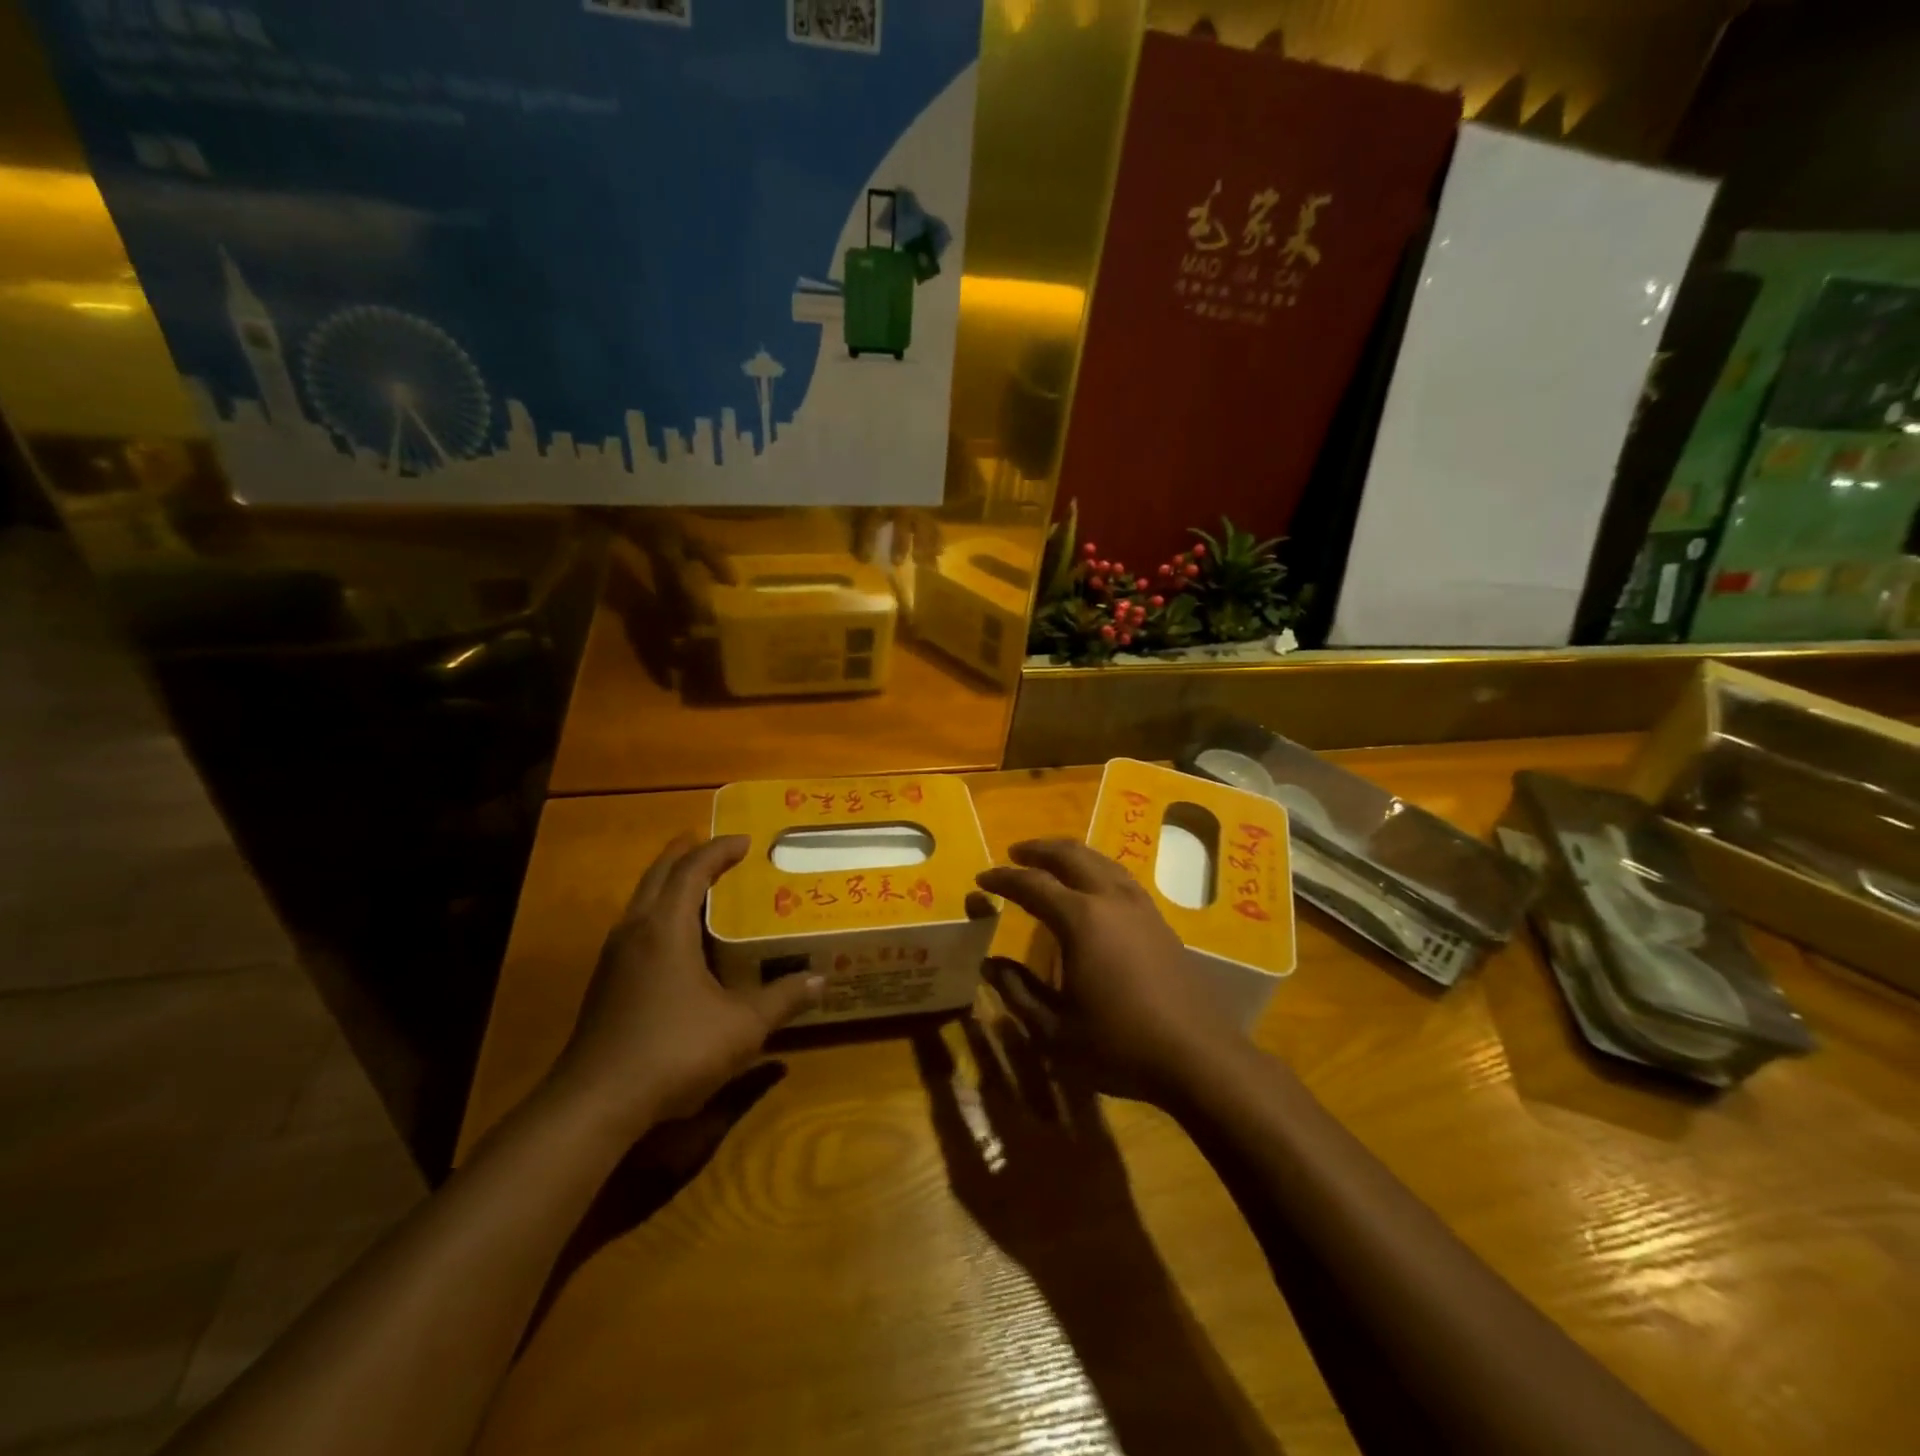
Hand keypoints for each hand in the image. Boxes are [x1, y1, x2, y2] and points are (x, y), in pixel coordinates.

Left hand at [550, 833, 820, 1136]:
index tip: (746, 842)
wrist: (594, 1104)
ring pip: (642, 901)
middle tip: (719, 850)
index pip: (692, 870)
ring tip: (702, 888)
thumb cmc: (674, 1050)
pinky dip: (660, 914)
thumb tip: (820, 980)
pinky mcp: (606, 984)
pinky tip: (679, 942)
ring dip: (670, 884)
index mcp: (665, 928)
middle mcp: (635, 931)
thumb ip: (782, 999)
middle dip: (688, 855)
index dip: (719, 850)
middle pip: (659, 875)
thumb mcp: (742, 1026)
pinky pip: (636, 928)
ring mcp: (614, 958)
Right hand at [976, 839, 1248, 1104]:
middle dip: (1039, 849)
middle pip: (1071, 855)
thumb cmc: (1119, 1044)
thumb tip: (989, 965)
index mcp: (1081, 920)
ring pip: (1100, 860)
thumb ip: (1018, 992)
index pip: (1033, 884)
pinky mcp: (1159, 920)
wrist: (1198, 1056)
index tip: (982, 878)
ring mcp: (1140, 907)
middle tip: (1015, 853)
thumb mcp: (1055, 1030)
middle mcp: (1111, 900)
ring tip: (1050, 861)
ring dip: (1070, 854)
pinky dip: (1095, 868)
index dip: (1004, 878)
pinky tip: (1093, 886)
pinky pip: (1120, 876)